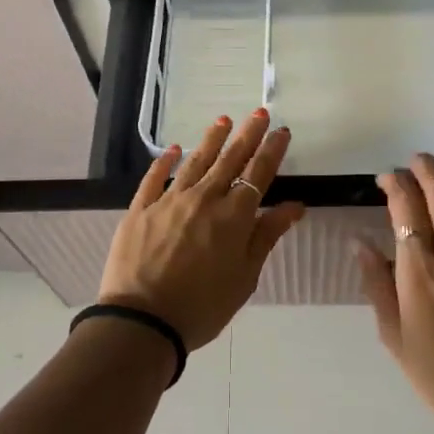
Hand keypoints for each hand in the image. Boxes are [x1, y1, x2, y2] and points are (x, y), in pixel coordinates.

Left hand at [96, 109, 305, 355]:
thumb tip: (294, 205)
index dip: (271, 151)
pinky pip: (154, 178)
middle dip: (247, 135)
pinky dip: (164, 162)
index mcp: (234, 217)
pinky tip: (172, 150)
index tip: (281, 132)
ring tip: (223, 120)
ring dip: (211, 140)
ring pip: (194, 162)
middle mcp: (203, 199)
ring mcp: (168, 201)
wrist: (143, 320)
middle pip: (229, 160)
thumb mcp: (245, 277)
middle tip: (258, 113)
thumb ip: (267, 236)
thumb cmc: (202, 306)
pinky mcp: (140, 210)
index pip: (258, 174)